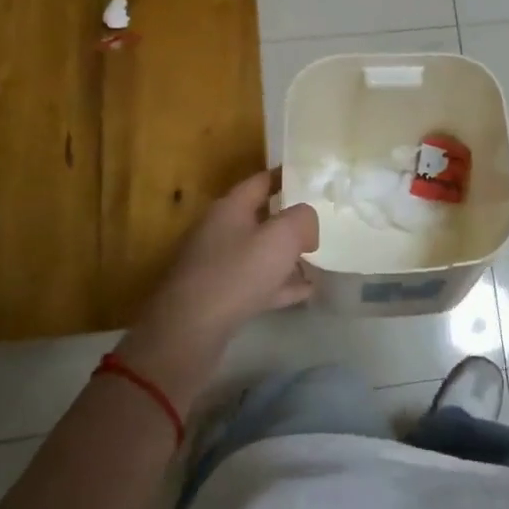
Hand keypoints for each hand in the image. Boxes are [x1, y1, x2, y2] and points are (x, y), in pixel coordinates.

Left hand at [120, 171, 318, 406]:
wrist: (189, 332)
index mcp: (230, 208)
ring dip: (286, 256)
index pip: (261, 181)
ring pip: (259, 252)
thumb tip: (306, 223)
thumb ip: (302, 219)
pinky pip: (256, 283)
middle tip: (320, 222)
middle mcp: (220, 231)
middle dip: (290, 220)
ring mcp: (216, 265)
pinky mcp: (218, 296)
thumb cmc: (237, 274)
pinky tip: (304, 292)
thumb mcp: (281, 237)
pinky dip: (280, 284)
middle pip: (260, 217)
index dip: (286, 176)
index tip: (312, 177)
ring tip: (316, 260)